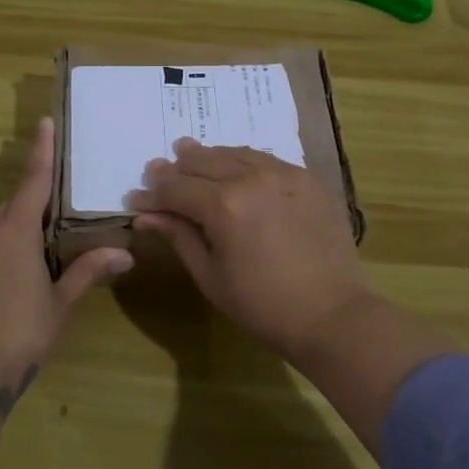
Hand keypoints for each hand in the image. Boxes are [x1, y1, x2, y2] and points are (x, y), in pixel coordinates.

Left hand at [0, 118, 131, 416]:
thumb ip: (88, 272)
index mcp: (17, 231)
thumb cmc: (19, 333)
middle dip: (36, 201)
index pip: (34, 180)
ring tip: (42, 248)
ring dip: (18, 230)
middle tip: (61, 207)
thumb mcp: (59, 303)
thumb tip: (125, 253)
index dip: (41, 151)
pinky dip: (0, 250)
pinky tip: (12, 276)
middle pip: (15, 205)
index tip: (44, 123)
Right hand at [131, 140, 378, 362]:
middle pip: (203, 162)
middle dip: (176, 168)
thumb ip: (179, 236)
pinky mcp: (307, 180)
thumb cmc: (262, 306)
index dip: (151, 195)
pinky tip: (234, 165)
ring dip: (208, 156)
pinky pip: (266, 159)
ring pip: (235, 153)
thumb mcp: (210, 275)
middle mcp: (251, 178)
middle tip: (157, 169)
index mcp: (223, 205)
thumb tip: (147, 215)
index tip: (135, 198)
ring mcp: (284, 174)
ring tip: (189, 153)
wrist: (332, 314)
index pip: (175, 189)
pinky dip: (242, 160)